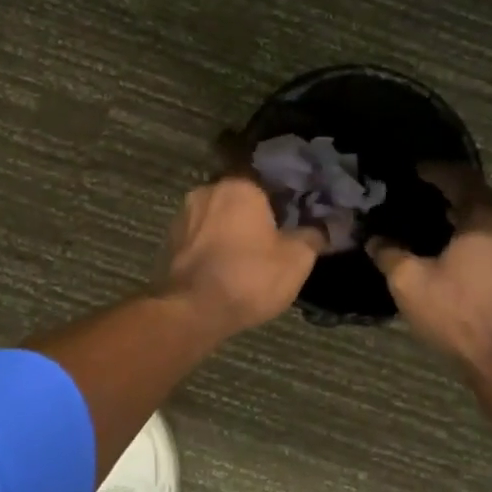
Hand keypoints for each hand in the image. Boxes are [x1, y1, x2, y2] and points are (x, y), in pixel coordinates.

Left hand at [153, 176, 327, 337]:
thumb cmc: (249, 277)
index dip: (283, 201)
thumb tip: (323, 227)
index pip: (268, 181)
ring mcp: (183, 215)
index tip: (293, 219)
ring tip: (247, 257)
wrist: (191, 310)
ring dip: (229, 231)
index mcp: (240, 186)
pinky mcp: (168, 240)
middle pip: (239, 198)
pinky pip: (199, 236)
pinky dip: (211, 247)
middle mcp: (208, 190)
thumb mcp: (296, 260)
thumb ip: (312, 236)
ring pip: (216, 217)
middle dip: (253, 215)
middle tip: (272, 239)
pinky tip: (223, 267)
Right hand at [366, 165, 491, 390]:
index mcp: (487, 219)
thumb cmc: (459, 316)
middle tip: (427, 198)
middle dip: (455, 195)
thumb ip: (389, 254)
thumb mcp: (410, 283)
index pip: (462, 178)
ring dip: (473, 220)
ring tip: (445, 228)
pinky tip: (469, 259)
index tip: (416, 169)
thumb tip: (375, 238)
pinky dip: (487, 242)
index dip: (437, 170)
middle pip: (484, 199)